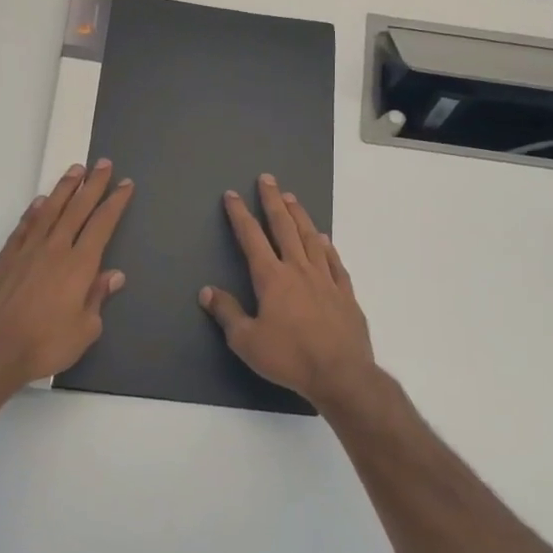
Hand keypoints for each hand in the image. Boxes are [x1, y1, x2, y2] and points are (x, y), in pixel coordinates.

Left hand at [0, 160, 134, 389]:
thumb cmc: (45, 344)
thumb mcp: (85, 329)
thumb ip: (97, 298)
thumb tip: (113, 276)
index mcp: (79, 265)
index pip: (102, 225)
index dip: (115, 203)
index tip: (125, 184)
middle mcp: (55, 249)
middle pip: (77, 209)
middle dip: (93, 185)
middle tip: (103, 163)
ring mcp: (26, 251)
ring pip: (49, 211)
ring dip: (64, 189)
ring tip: (75, 170)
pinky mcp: (4, 259)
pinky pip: (23, 227)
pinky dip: (33, 211)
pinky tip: (40, 201)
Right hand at [200, 173, 376, 408]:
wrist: (340, 373)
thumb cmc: (288, 357)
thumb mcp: (246, 341)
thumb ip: (227, 313)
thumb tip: (207, 291)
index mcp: (272, 278)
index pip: (252, 238)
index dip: (240, 215)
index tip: (232, 195)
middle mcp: (299, 270)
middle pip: (284, 228)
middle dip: (273, 202)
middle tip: (268, 179)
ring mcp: (325, 279)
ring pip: (311, 238)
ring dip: (300, 216)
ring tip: (292, 198)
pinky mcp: (345, 293)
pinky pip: (334, 262)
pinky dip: (327, 247)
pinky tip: (324, 239)